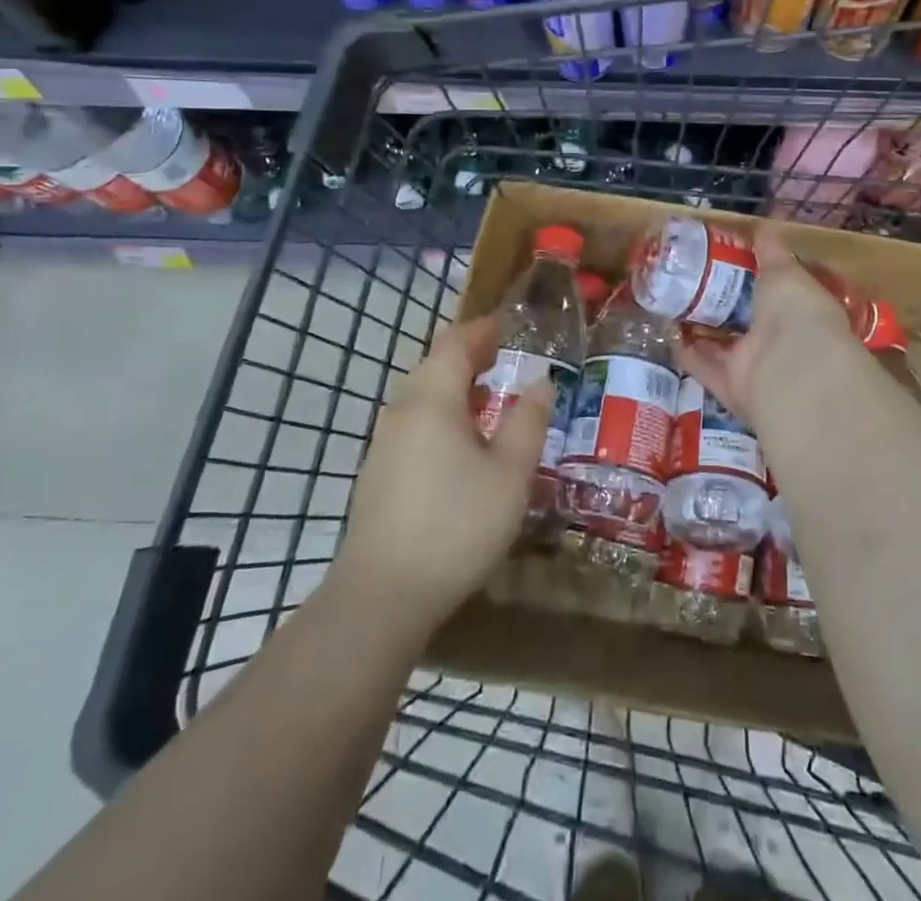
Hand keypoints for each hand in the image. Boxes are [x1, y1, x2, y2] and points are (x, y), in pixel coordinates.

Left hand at [336, 315, 554, 625]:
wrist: (382, 595)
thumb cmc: (456, 525)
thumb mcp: (510, 473)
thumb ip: (528, 421)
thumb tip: (541, 381)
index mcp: (433, 398)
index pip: (457, 342)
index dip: (484, 328)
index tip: (512, 325)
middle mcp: (403, 410)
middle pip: (436, 364)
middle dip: (471, 354)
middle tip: (506, 356)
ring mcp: (385, 442)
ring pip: (423, 395)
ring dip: (456, 386)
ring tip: (490, 396)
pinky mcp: (378, 472)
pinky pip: (415, 423)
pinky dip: (442, 414)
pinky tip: (462, 443)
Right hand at [678, 224, 865, 428]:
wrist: (790, 369)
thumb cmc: (796, 311)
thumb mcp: (785, 271)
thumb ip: (772, 250)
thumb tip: (765, 225)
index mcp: (800, 311)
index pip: (777, 292)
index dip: (755, 276)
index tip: (730, 258)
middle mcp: (779, 341)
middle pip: (745, 320)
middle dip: (722, 302)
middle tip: (691, 277)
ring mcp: (754, 366)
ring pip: (722, 344)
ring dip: (700, 326)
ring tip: (672, 300)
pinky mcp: (728, 385)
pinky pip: (702, 365)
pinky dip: (685, 350)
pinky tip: (665, 329)